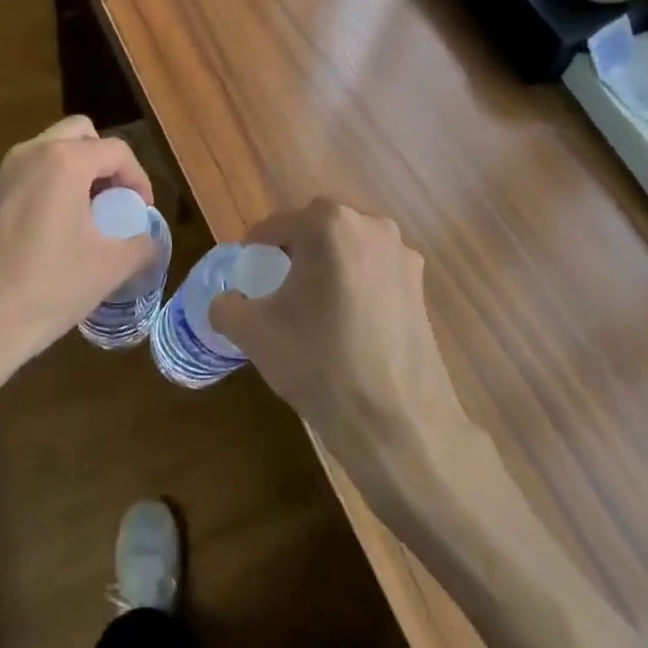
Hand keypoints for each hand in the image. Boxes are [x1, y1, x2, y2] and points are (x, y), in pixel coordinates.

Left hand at [0, 116, 155, 424]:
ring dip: (76, 171)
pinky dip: (50, 186)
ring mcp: (3, 174)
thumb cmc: (49, 286)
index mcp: (64, 161)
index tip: (142, 213)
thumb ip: (142, 245)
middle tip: (115, 199)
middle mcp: (30, 154)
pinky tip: (55, 230)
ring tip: (89, 214)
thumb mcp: (109, 267)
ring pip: (50, 150)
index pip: (116, 151)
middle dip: (105, 161)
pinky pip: (29, 174)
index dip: (139, 179)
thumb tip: (152, 242)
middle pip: (80, 133)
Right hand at [210, 199, 473, 484]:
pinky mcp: (421, 286)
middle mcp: (371, 225)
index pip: (276, 226)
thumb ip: (226, 306)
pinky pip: (374, 273)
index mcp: (329, 224)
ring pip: (348, 250)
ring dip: (326, 269)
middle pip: (316, 230)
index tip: (246, 280)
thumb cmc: (320, 365)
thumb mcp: (253, 334)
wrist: (397, 423)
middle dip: (293, 255)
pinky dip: (355, 286)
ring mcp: (402, 255)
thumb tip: (225, 302)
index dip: (254, 252)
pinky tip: (347, 326)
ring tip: (312, 310)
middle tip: (275, 292)